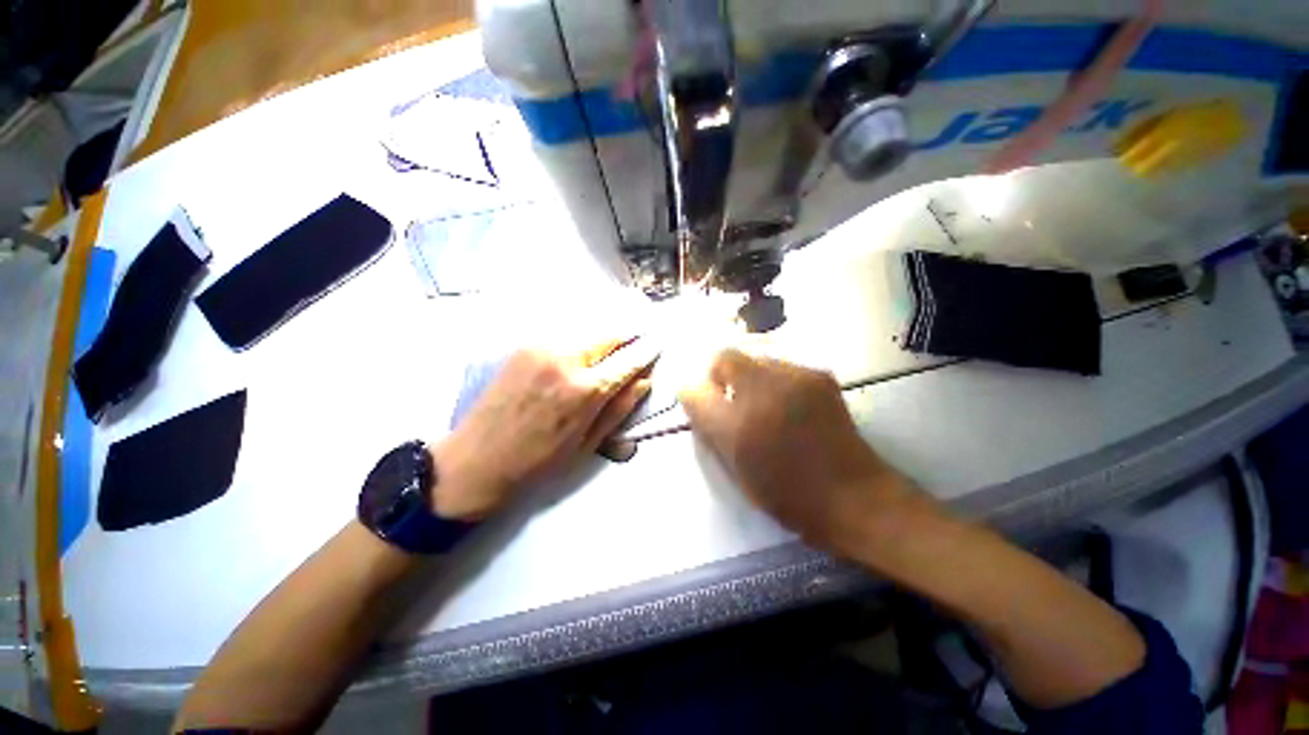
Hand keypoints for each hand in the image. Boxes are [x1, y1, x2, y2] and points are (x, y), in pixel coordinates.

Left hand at [430, 339, 655, 520]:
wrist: (476, 460)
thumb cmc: (538, 463)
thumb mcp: (587, 444)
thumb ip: (620, 408)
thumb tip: (644, 381)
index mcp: (585, 390)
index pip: (628, 360)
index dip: (647, 350)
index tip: (658, 342)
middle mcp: (566, 359)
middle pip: (609, 335)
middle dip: (628, 335)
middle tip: (640, 337)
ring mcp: (542, 348)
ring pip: (587, 331)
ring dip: (605, 336)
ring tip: (615, 342)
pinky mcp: (524, 346)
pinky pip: (564, 335)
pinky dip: (581, 338)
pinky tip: (584, 347)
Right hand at [679, 350, 917, 554]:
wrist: (853, 496)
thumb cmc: (787, 491)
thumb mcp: (735, 465)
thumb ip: (709, 425)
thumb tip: (693, 394)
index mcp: (739, 422)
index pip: (697, 387)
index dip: (697, 389)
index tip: (706, 403)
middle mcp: (764, 390)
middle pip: (728, 357)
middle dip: (723, 375)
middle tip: (734, 403)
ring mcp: (796, 377)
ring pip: (756, 358)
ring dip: (750, 376)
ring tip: (765, 405)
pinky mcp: (820, 376)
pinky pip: (781, 366)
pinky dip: (775, 380)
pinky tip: (789, 405)